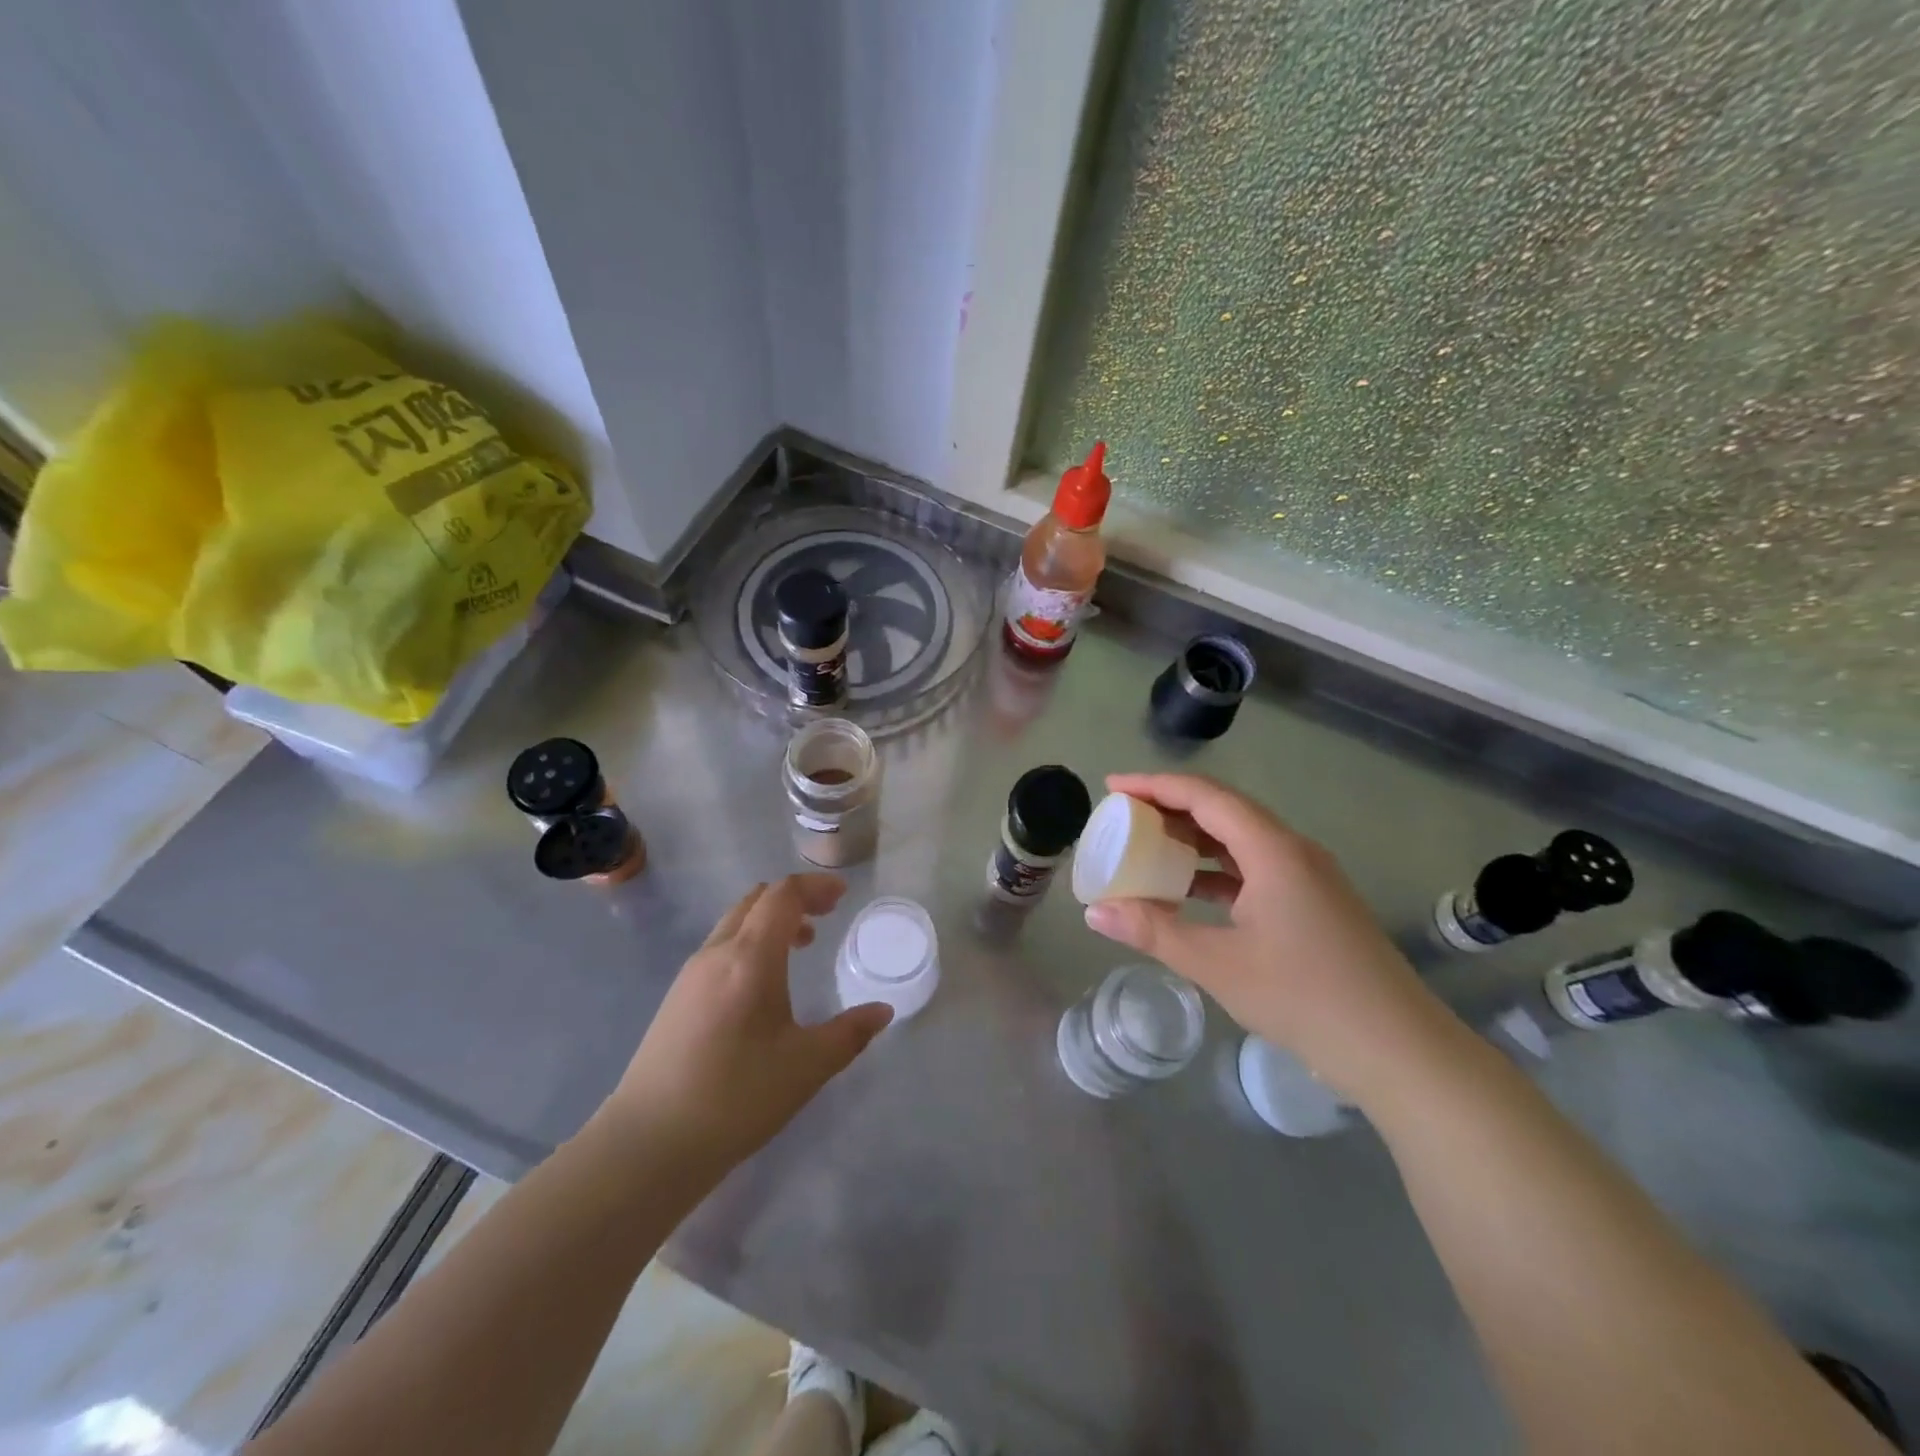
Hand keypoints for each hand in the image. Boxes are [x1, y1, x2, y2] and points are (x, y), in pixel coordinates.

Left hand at [605, 874, 892, 1173]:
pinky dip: (750, 942)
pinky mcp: (676, 998)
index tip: (843, 896)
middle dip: (794, 899)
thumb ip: (850, 1033)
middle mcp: (716, 953)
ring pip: (734, 923)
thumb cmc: (736, 1098)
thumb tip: (883, 1011)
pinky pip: (720, 947)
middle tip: (826, 916)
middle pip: (756, 900)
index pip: (783, 895)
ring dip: (770, 921)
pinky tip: (762, 984)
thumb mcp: (807, 1067)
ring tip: (800, 946)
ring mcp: (690, 975)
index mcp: (750, 958)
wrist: (648, 1144)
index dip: (815, 887)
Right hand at [1083, 773, 1463, 1103]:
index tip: (1113, 788)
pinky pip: (1255, 868)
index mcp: (1273, 850)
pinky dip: (1216, 871)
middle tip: (1124, 817)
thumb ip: (1153, 932)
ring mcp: (1309, 877)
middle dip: (1170, 808)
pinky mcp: (1314, 903)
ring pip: (1240, 840)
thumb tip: (1096, 912)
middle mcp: (1293, 850)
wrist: (1398, 1049)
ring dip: (1194, 840)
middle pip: (1223, 810)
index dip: (1155, 786)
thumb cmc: (1304, 998)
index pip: (1205, 796)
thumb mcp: (1217, 964)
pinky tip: (1189, 892)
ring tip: (1147, 848)